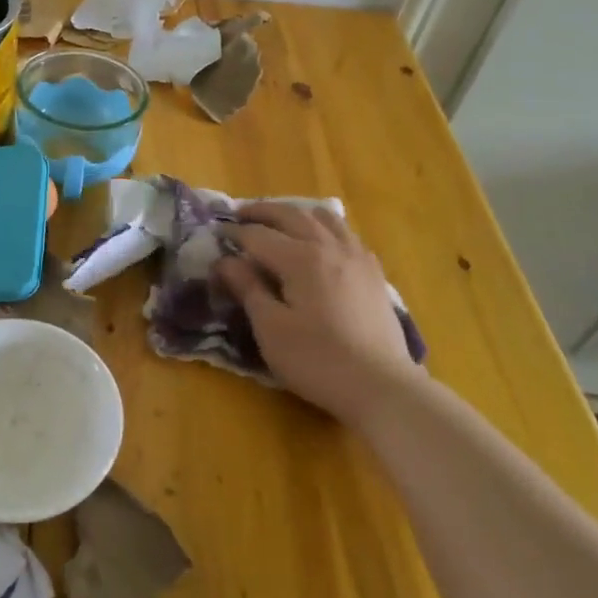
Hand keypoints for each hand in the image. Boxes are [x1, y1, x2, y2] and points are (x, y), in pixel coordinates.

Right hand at [214, 203, 415, 423]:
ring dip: (296, 213)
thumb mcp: (270, 328)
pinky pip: (346, 234)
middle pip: (291, 215)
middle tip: (239, 215)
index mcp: (300, 258)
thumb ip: (247, 288)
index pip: (258, 235)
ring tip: (279, 221)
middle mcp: (329, 246)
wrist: (381, 386)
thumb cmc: (317, 359)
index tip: (216, 233)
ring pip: (324, 218)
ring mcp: (357, 257)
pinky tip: (321, 243)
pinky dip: (325, 227)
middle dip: (262, 212)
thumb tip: (225, 261)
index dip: (234, 233)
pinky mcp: (374, 273)